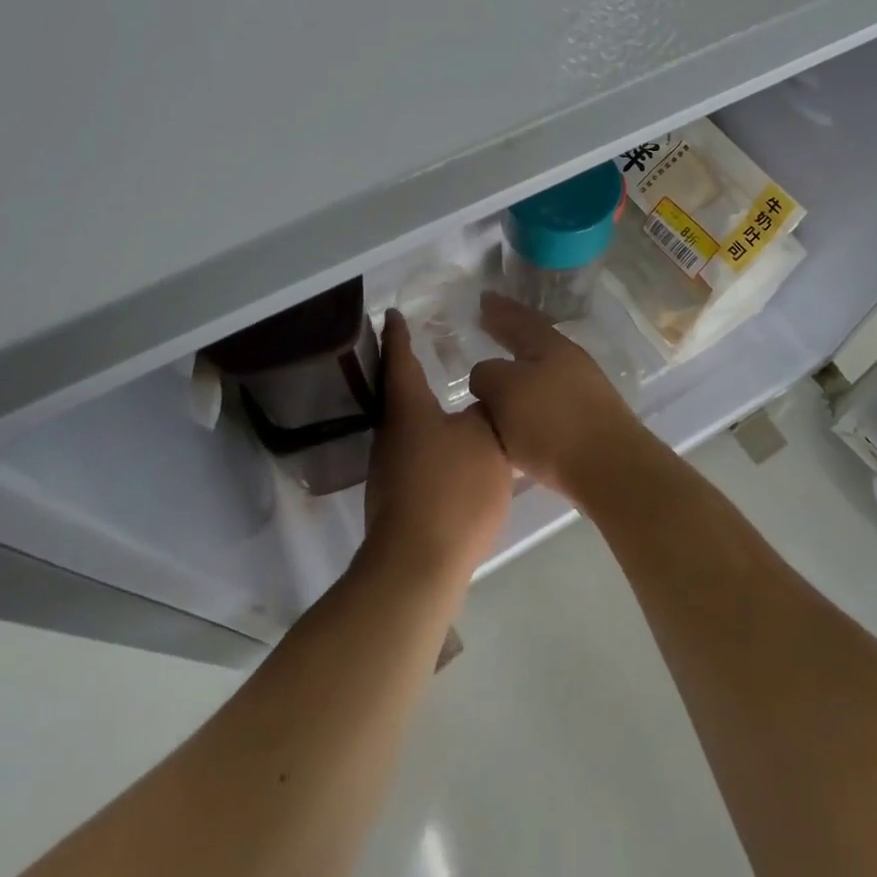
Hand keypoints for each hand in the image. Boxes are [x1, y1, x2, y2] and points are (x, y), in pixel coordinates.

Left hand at [363, 310, 513, 584]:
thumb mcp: (486, 439)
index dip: (398, 335)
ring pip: (405, 424)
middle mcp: (390, 433)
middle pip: (397, 392)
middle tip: (428, 348)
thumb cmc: (453, 490)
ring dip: (421, 406)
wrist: (419, 564)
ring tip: (445, 393)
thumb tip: (484, 399)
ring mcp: (389, 468)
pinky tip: (450, 445)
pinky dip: (428, 436)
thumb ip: (488, 411)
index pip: (399, 360)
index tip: (393, 313)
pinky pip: (413, 451)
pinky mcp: (396, 496)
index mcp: (408, 409)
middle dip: (409, 369)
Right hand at [467, 292, 651, 502]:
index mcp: (550, 346)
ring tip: (494, 378)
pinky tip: (514, 416)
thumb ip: (487, 374)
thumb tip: (487, 376)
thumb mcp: (505, 390)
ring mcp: (582, 392)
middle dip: (508, 334)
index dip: (499, 310)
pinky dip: (526, 402)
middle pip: (533, 342)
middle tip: (487, 324)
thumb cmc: (552, 424)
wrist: (610, 469)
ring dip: (516, 371)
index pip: (519, 318)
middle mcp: (569, 362)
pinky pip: (545, 402)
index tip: (483, 299)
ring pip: (539, 373)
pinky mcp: (586, 423)